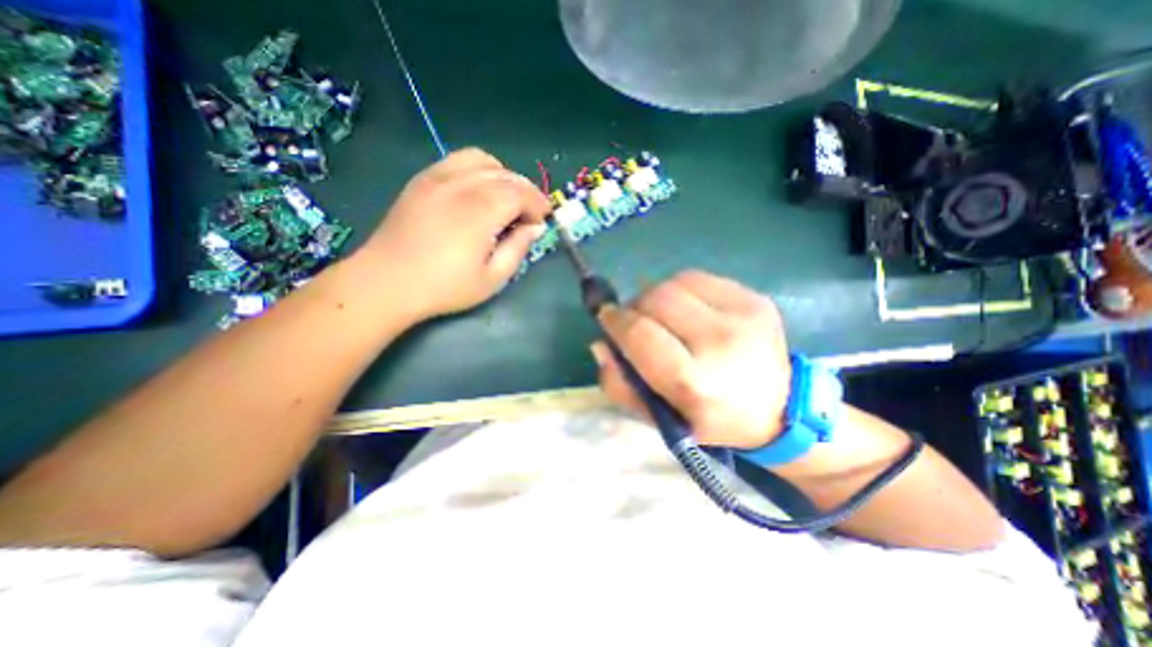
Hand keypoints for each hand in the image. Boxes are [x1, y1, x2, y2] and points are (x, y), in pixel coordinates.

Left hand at [353, 146, 549, 318]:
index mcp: (480, 211)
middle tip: (530, 214)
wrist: (387, 282)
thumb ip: (518, 248)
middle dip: (526, 191)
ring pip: (483, 160)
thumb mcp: (492, 278)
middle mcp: (461, 185)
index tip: (541, 221)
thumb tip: (535, 227)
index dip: (537, 204)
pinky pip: (458, 160)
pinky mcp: (423, 179)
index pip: (520, 192)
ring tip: (505, 200)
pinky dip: (478, 169)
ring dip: (503, 177)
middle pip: (506, 175)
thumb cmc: (445, 287)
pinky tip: (478, 191)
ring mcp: (438, 177)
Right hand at [595, 272, 793, 448]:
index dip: (615, 321)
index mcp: (695, 383)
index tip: (606, 318)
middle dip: (635, 306)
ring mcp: (743, 315)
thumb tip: (601, 344)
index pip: (640, 334)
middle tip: (635, 320)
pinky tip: (688, 310)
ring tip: (663, 316)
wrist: (778, 410)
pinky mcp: (756, 298)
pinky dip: (681, 290)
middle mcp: (721, 343)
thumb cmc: (709, 419)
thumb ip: (620, 385)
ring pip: (675, 282)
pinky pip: (699, 278)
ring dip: (657, 296)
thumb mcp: (658, 418)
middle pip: (657, 299)